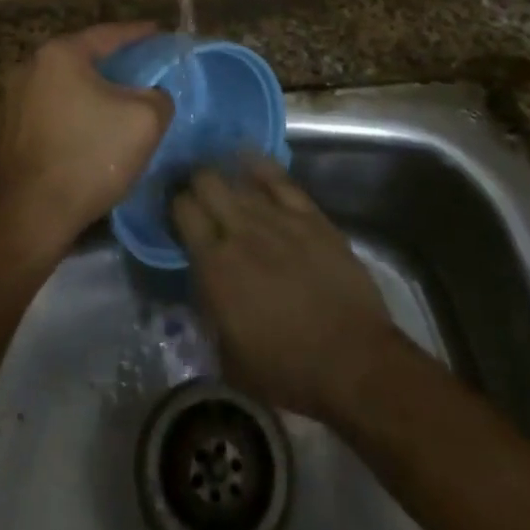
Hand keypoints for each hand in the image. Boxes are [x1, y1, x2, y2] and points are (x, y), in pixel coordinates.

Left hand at [0, 24, 172, 261]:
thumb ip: (158, 95)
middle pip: (82, 58)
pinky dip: (71, 112)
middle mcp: (29, 66)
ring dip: (90, 90)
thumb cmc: (88, 158)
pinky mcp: (6, 129)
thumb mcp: (145, 121)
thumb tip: (153, 94)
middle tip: (142, 68)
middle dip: (113, 62)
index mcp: (59, 54)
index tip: (159, 33)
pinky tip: (88, 129)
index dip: (138, 34)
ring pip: (63, 85)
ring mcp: (11, 98)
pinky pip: (49, 109)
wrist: (28, 218)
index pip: (108, 34)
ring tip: (117, 100)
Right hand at [172, 157, 402, 421]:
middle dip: (197, 182)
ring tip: (222, 180)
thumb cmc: (287, 370)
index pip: (182, 211)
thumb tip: (202, 284)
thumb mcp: (228, 354)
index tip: (177, 211)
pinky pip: (279, 179)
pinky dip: (260, 167)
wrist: (352, 362)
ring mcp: (277, 217)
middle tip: (198, 194)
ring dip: (226, 177)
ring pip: (240, 178)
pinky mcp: (310, 215)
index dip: (176, 206)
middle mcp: (240, 230)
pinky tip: (249, 158)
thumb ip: (209, 309)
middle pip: (207, 182)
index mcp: (214, 265)